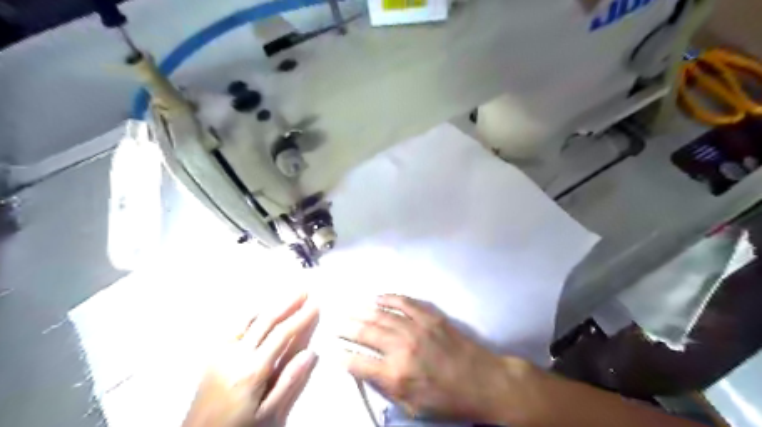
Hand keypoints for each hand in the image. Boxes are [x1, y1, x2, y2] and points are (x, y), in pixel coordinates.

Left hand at [186, 293, 319, 425]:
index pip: (282, 335)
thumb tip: (310, 353)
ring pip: (249, 319)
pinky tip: (260, 310)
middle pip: (266, 321)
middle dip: (287, 303)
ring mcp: (222, 352)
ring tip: (286, 295)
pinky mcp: (214, 354)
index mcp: (252, 370)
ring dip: (270, 304)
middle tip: (304, 290)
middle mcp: (236, 354)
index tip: (314, 305)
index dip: (300, 318)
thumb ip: (289, 382)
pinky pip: (234, 326)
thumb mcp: (268, 414)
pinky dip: (251, 314)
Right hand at [340, 295, 531, 421]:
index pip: (359, 363)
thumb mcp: (413, 406)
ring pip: (381, 314)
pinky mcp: (430, 316)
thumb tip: (366, 370)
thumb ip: (386, 388)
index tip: (332, 349)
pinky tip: (377, 296)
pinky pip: (404, 301)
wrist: (483, 381)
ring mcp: (416, 327)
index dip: (342, 355)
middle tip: (335, 322)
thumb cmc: (448, 399)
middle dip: (347, 327)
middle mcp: (402, 347)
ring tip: (349, 308)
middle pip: (366, 333)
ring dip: (362, 311)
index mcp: (396, 374)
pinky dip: (388, 297)